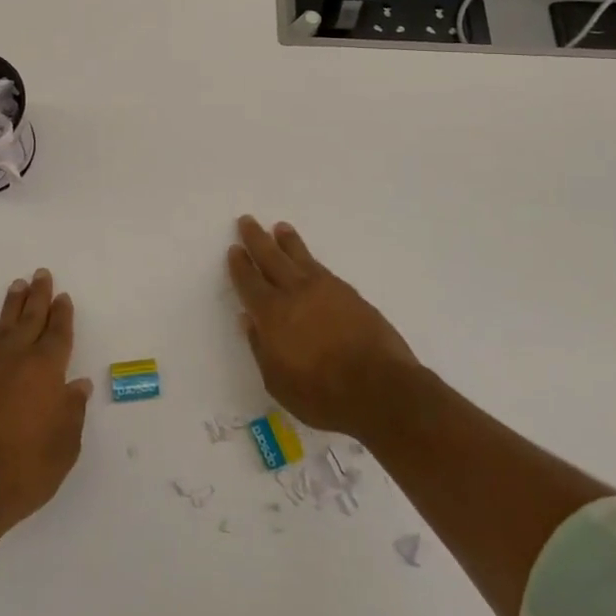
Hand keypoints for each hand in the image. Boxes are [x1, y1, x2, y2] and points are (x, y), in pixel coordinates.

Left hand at [0, 269, 92, 536]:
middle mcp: (17, 361)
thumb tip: (77, 385)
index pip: (57, 334)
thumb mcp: (64, 448)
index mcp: (46, 371)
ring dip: (12, 306)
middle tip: (41, 274)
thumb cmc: (25, 471)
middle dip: (38, 296)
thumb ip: (72, 412)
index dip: (62, 314)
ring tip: (17, 287)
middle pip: (30, 319)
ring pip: (4, 327)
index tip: (63, 296)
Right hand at [227, 216, 418, 438]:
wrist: (381, 388)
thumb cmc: (322, 394)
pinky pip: (321, 267)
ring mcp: (325, 290)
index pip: (250, 283)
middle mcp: (295, 293)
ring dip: (287, 241)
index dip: (240, 265)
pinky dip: (309, 258)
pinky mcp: (349, 293)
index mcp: (272, 314)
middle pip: (271, 258)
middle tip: (247, 221)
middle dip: (257, 239)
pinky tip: (308, 260)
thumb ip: (260, 348)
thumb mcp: (278, 383)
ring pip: (300, 257)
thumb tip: (247, 320)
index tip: (234, 249)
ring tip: (280, 228)